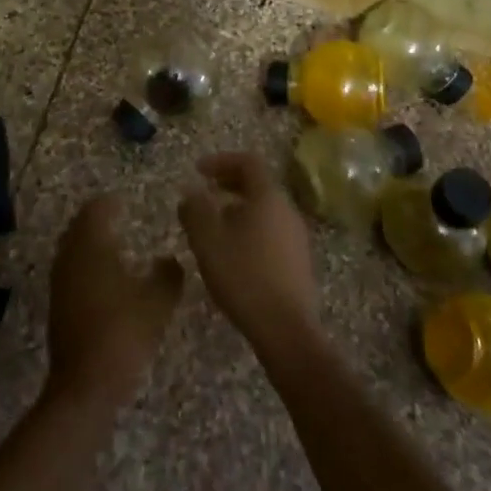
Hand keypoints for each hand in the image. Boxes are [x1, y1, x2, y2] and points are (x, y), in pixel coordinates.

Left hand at [46, 194, 183, 408]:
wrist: (85, 385)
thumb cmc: (123, 334)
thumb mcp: (157, 303)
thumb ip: (167, 275)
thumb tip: (169, 260)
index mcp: (91, 247)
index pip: (95, 210)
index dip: (109, 203)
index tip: (124, 200)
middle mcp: (70, 257)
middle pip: (79, 226)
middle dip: (96, 219)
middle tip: (117, 217)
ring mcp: (60, 283)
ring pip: (72, 248)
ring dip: (89, 241)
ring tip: (113, 244)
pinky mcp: (58, 306)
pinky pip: (70, 270)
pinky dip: (85, 263)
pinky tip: (103, 278)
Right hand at [178, 152, 318, 357]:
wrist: (285, 329)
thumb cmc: (243, 275)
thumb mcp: (207, 239)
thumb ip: (195, 209)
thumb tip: (191, 192)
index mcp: (268, 197)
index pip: (248, 162)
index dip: (221, 161)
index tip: (197, 171)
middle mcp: (288, 210)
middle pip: (258, 184)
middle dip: (229, 184)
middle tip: (204, 193)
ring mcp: (297, 237)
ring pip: (265, 209)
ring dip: (238, 208)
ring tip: (213, 226)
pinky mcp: (298, 262)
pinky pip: (271, 231)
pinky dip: (249, 229)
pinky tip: (232, 253)